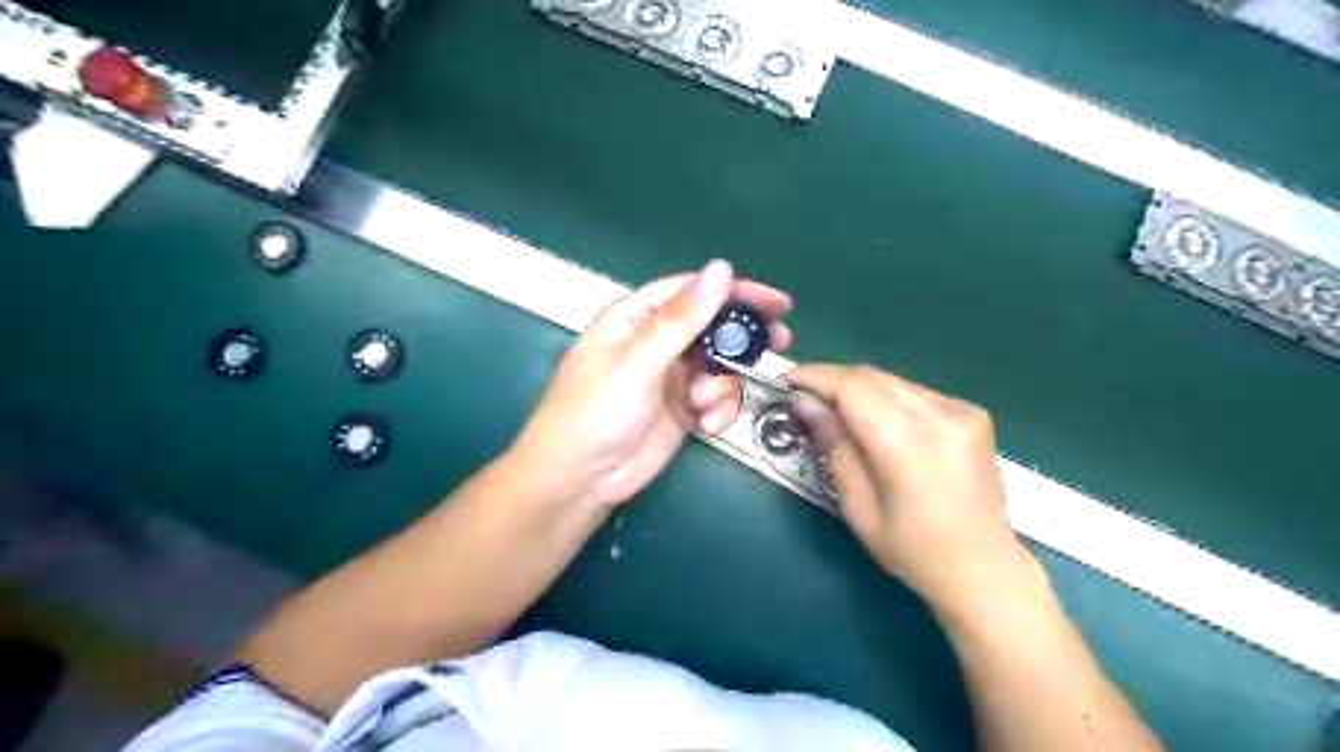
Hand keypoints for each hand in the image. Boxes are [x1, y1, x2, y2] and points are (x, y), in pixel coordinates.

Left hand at [508, 260, 787, 509]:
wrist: (579, 480)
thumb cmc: (597, 412)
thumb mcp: (639, 362)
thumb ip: (682, 319)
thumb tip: (721, 268)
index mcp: (635, 318)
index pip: (692, 291)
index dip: (735, 291)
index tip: (777, 302)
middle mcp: (655, 342)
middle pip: (712, 326)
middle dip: (743, 338)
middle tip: (779, 341)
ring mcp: (670, 377)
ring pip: (719, 365)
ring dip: (723, 384)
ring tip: (705, 405)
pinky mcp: (681, 409)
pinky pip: (714, 398)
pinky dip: (717, 410)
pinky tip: (704, 427)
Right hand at [789, 366, 1034, 617]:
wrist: (984, 568)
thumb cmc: (912, 550)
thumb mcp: (858, 506)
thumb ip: (834, 446)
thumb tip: (805, 403)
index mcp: (908, 444)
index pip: (854, 388)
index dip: (817, 377)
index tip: (788, 380)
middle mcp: (940, 416)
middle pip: (873, 377)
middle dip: (834, 380)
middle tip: (805, 396)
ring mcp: (961, 411)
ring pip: (893, 381)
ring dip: (860, 389)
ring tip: (837, 410)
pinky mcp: (972, 414)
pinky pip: (915, 393)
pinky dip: (887, 399)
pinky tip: (878, 423)